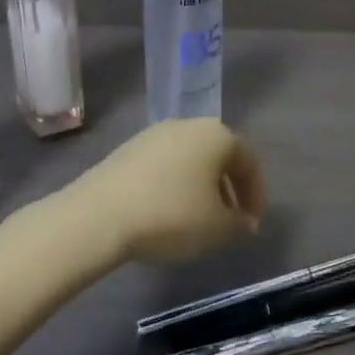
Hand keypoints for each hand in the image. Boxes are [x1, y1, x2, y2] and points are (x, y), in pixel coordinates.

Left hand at [74, 119, 266, 263]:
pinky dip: (174, 187)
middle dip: (229, 190)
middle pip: (220, 157)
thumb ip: (240, 224)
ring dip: (201, 188)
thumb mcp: (218, 229)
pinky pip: (164, 167)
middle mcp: (189, 125)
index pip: (249, 163)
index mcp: (218, 136)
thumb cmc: (171, 216)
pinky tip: (166, 214)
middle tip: (229, 222)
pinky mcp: (127, 150)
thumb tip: (243, 221)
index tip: (252, 225)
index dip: (256, 195)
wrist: (98, 216)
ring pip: (191, 161)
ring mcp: (155, 135)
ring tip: (197, 221)